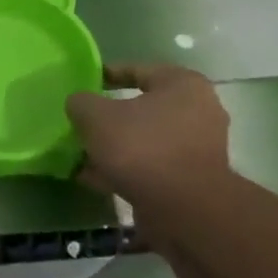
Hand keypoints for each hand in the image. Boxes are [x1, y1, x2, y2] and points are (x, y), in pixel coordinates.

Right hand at [66, 63, 229, 202]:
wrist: (183, 207)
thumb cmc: (141, 147)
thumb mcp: (95, 116)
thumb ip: (81, 103)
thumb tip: (79, 104)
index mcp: (182, 84)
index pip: (138, 70)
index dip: (107, 74)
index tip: (84, 85)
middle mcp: (198, 111)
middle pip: (142, 108)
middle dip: (110, 118)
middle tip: (82, 123)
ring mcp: (197, 147)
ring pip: (145, 139)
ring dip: (115, 146)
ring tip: (82, 154)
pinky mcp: (191, 178)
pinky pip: (150, 165)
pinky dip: (124, 169)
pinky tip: (94, 178)